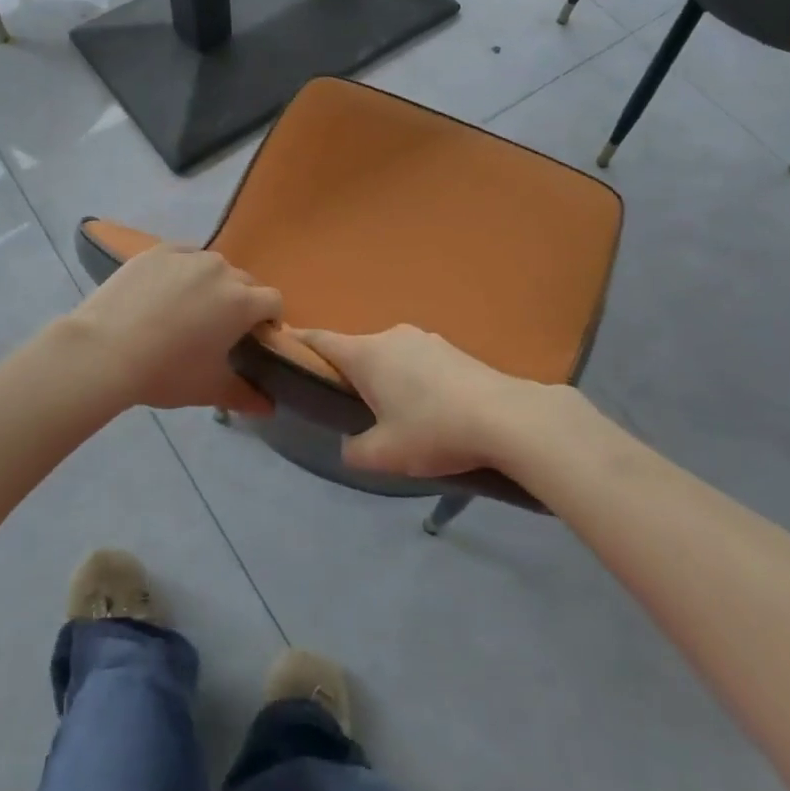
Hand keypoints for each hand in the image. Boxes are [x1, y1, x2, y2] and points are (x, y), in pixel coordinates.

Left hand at [65, 245, 281, 414]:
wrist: (104, 351)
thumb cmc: (166, 372)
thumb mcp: (209, 389)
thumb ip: (245, 395)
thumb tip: (268, 408)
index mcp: (242, 302)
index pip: (273, 301)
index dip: (269, 321)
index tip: (252, 340)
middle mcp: (221, 270)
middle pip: (244, 282)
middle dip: (240, 302)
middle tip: (218, 329)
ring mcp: (188, 256)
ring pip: (213, 266)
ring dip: (212, 284)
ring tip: (187, 309)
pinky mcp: (158, 251)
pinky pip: (183, 256)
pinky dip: (182, 271)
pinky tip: (163, 292)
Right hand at [295, 326, 577, 476]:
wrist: (507, 418)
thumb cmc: (434, 431)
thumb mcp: (384, 454)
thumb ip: (354, 450)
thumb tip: (350, 445)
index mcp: (366, 354)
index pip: (318, 339)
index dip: (296, 343)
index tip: (281, 351)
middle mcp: (390, 336)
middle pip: (355, 350)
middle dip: (347, 374)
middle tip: (347, 408)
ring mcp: (424, 338)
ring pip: (388, 356)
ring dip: (383, 378)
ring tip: (394, 415)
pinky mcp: (451, 349)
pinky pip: (416, 361)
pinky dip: (411, 380)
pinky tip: (428, 410)